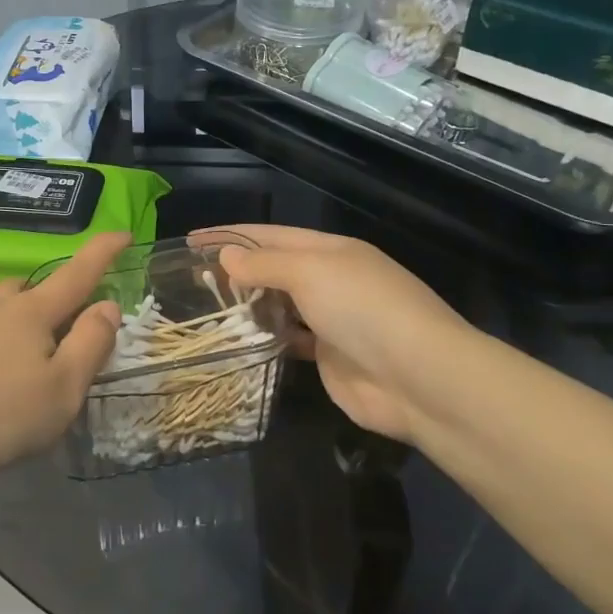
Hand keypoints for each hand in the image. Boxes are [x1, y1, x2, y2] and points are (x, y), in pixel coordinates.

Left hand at [0, 232, 128, 495]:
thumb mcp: (62, 389)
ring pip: (6, 310)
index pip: (77, 272)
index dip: (104, 251)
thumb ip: (91, 344)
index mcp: (33, 312)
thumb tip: (108, 305)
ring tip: (37, 362)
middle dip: (59, 296)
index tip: (124, 232)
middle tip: (74, 326)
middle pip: (35, 288)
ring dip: (28, 323)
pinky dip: (3, 346)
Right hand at [210, 225, 480, 444]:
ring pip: (280, 304)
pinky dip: (266, 335)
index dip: (231, 235)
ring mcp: (332, 320)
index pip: (271, 235)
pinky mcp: (329, 357)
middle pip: (275, 268)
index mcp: (330, 251)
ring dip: (248, 303)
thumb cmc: (363, 309)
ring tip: (206, 306)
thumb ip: (265, 265)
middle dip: (236, 269)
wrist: (420, 378)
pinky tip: (240, 338)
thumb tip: (226, 256)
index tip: (192, 239)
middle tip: (191, 277)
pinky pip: (289, 339)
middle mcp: (331, 280)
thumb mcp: (310, 273)